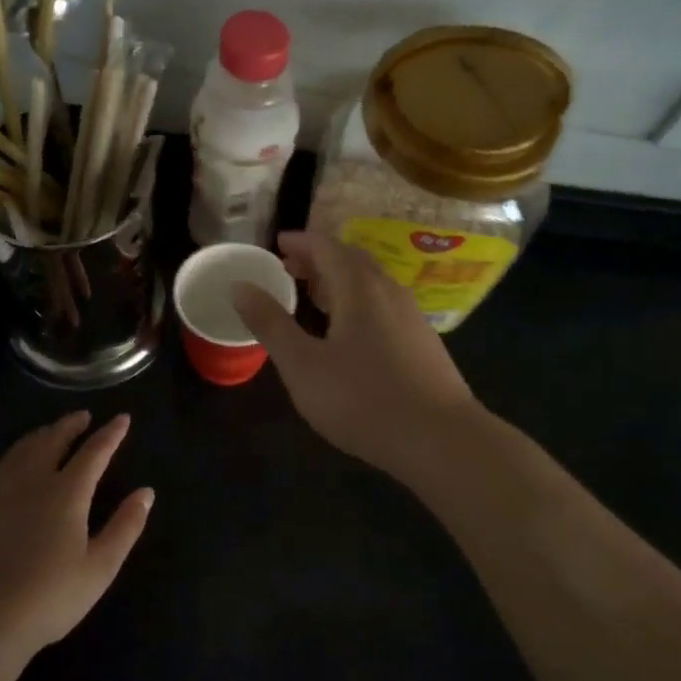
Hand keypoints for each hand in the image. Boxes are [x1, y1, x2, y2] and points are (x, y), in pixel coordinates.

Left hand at [0, 411, 151, 659]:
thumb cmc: (50, 597)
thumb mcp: (100, 567)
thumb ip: (126, 526)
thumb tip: (146, 492)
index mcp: (67, 492)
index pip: (95, 452)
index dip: (111, 433)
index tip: (123, 418)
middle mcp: (32, 481)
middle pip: (53, 440)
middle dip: (71, 425)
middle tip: (82, 417)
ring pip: (19, 451)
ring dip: (37, 436)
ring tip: (47, 433)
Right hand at [232, 230, 480, 476]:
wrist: (440, 439)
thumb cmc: (363, 400)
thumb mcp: (303, 365)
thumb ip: (270, 323)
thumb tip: (240, 285)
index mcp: (359, 288)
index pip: (327, 246)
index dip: (300, 241)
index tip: (277, 244)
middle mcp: (389, 291)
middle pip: (352, 259)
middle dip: (319, 258)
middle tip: (289, 269)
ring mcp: (411, 315)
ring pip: (371, 282)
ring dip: (340, 279)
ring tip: (315, 297)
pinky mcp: (423, 341)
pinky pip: (384, 303)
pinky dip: (359, 300)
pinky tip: (351, 331)